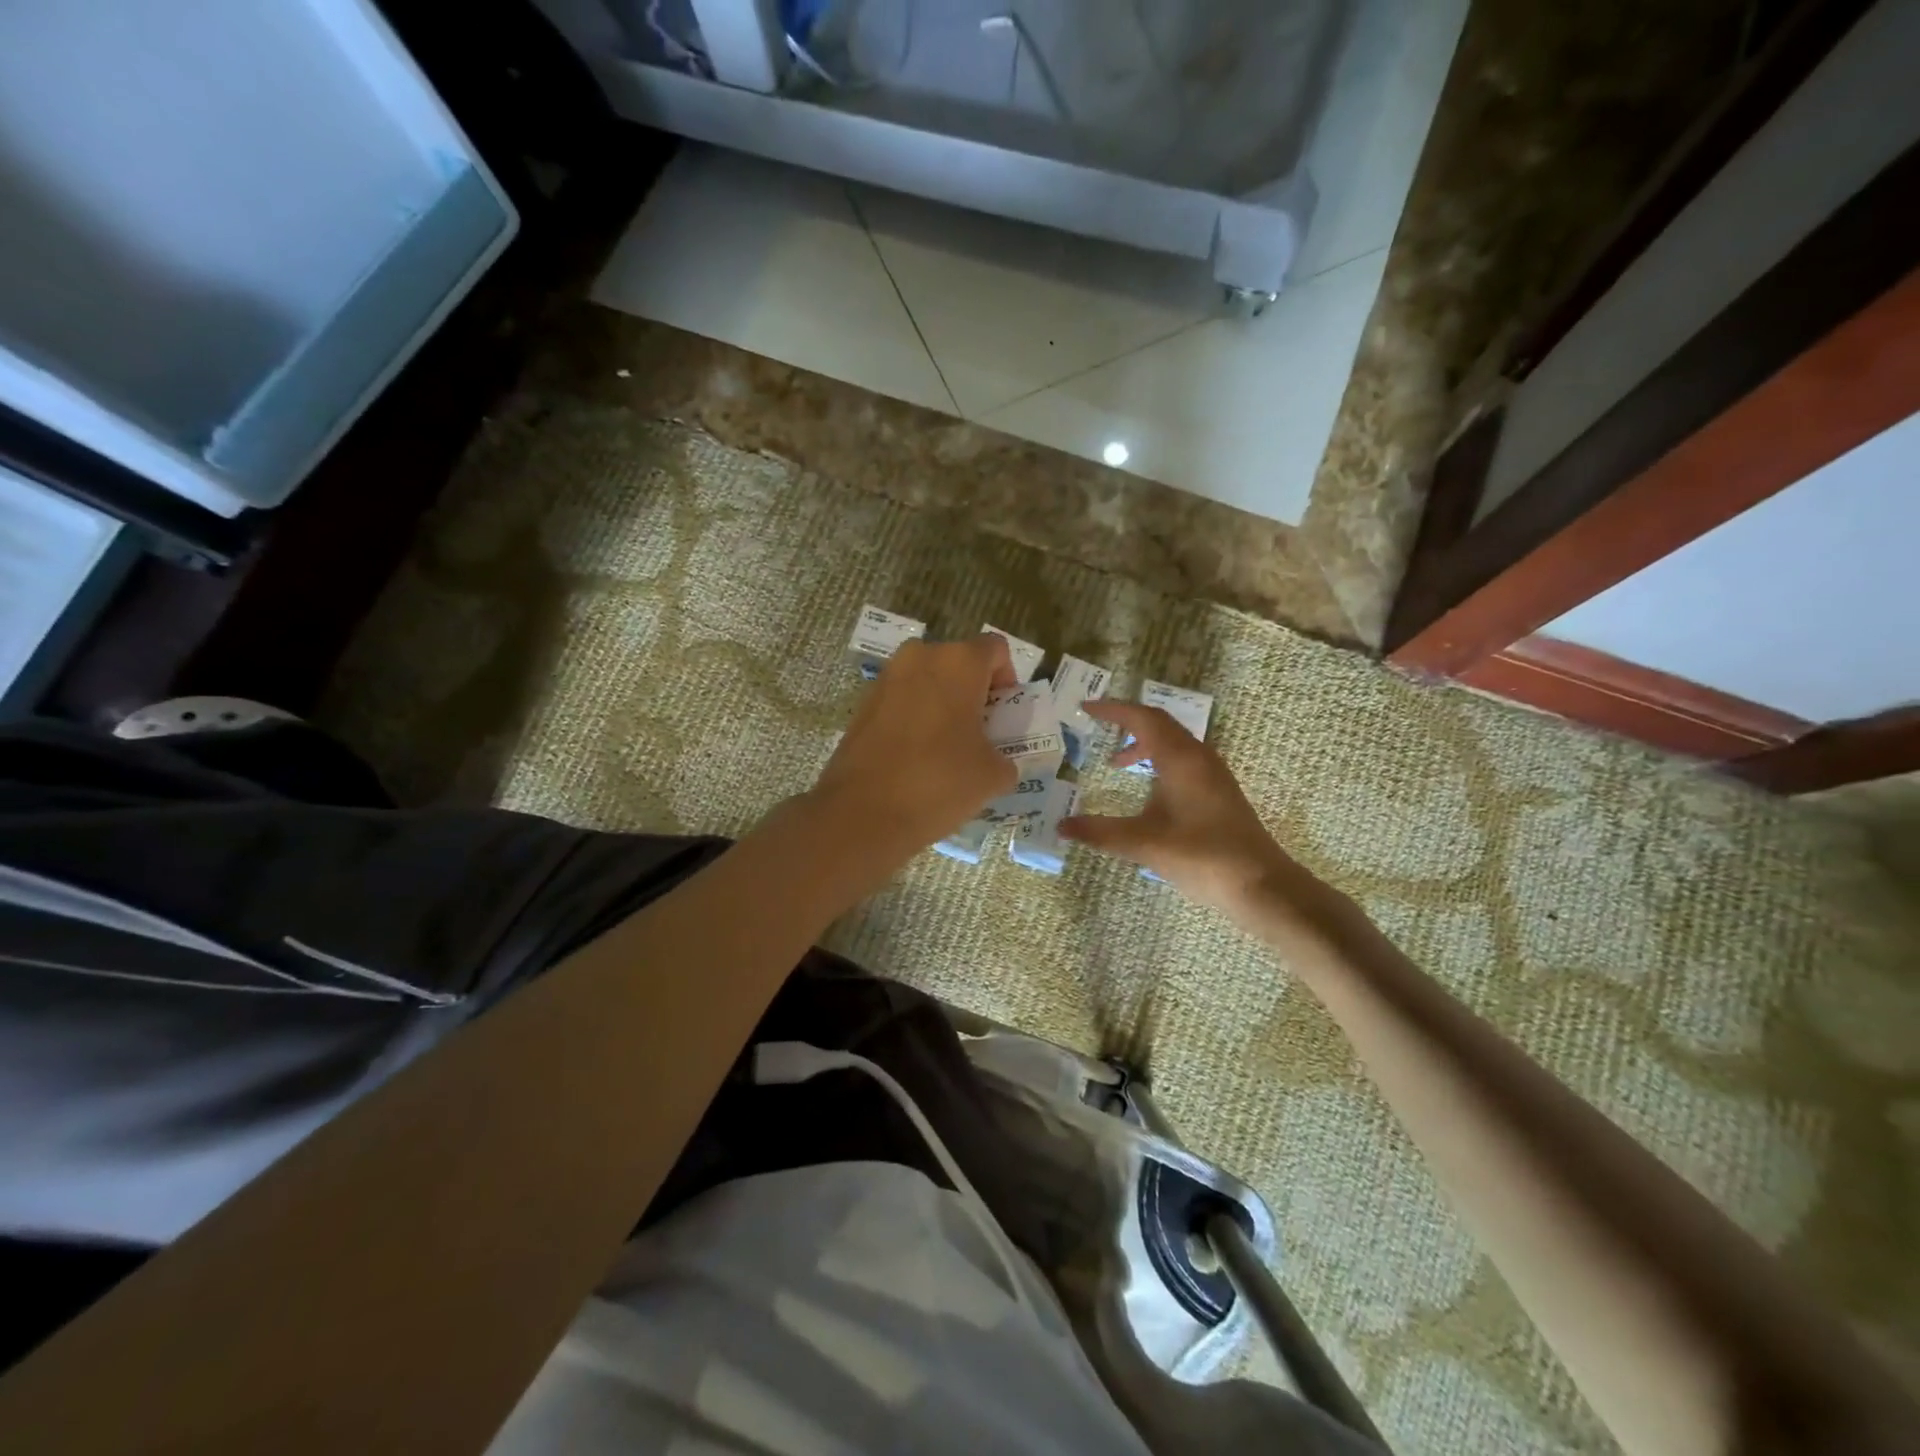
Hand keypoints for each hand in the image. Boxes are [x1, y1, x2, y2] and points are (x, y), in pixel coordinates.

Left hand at [807, 635, 1018, 865]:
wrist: (862, 812)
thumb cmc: (938, 782)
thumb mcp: (992, 775)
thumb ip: (1005, 758)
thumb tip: (997, 761)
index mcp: (959, 662)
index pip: (996, 650)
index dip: (1007, 681)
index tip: (1002, 717)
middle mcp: (920, 656)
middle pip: (960, 662)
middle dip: (974, 692)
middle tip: (979, 734)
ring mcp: (886, 678)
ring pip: (928, 680)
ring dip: (943, 704)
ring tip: (947, 747)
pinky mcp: (863, 703)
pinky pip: (902, 700)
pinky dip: (915, 717)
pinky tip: (916, 756)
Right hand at [1060, 701, 1339, 933]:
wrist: (1260, 885)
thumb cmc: (1200, 857)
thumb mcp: (1143, 843)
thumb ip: (1100, 832)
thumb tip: (1061, 826)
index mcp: (1181, 759)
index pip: (1143, 718)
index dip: (1113, 710)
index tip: (1085, 708)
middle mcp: (1199, 758)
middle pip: (1160, 724)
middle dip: (1127, 722)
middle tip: (1097, 727)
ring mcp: (1213, 775)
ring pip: (1173, 744)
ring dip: (1143, 744)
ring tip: (1115, 763)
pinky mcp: (1219, 793)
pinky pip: (1183, 761)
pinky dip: (1158, 762)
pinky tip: (1148, 789)